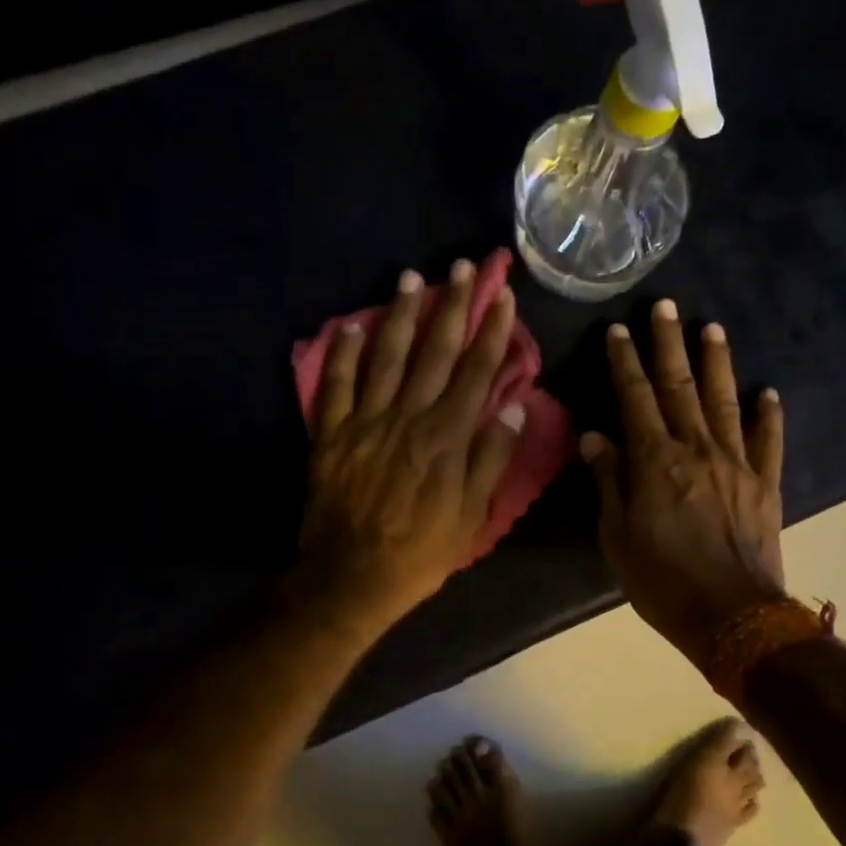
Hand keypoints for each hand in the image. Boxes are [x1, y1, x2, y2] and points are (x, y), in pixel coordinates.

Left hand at [294, 260, 526, 641]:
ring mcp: (365, 422)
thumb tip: (514, 406)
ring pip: (386, 357)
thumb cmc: (420, 551)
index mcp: (446, 438)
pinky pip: (335, 385)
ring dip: (400, 315)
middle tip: (463, 268)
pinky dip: (342, 353)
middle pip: (434, 352)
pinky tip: (351, 324)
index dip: (491, 332)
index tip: (503, 298)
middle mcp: (408, 418)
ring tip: (412, 278)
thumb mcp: (472, 516)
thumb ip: (491, 458)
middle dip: (452, 307)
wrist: (350, 577)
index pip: (476, 373)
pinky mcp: (331, 434)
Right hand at [581, 300, 786, 672]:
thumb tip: (595, 437)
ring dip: (717, 363)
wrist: (732, 617)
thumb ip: (610, 482)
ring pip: (725, 401)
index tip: (618, 330)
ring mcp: (736, 464)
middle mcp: (697, 449)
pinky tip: (769, 392)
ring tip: (712, 328)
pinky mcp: (766, 484)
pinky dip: (769, 415)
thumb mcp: (618, 537)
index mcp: (656, 461)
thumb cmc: (663, 581)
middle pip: (680, 386)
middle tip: (667, 306)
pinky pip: (769, 442)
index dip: (625, 362)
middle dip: (669, 344)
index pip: (635, 399)